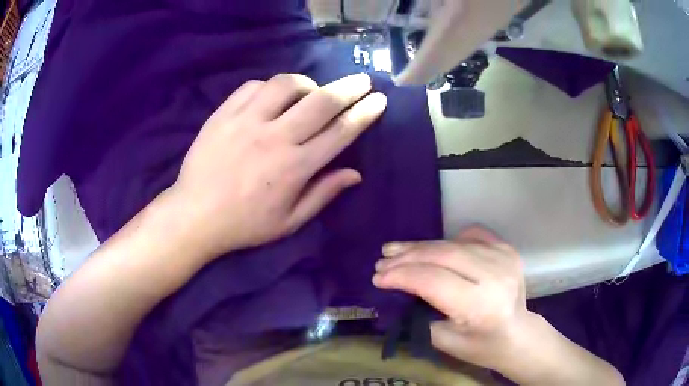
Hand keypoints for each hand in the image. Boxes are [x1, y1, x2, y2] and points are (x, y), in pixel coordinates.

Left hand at [170, 73, 386, 257]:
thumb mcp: (289, 221)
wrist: (195, 215)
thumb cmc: (244, 224)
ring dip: (307, 84)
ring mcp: (246, 121)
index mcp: (295, 167)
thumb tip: (355, 174)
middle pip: (322, 101)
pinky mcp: (224, 114)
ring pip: (286, 84)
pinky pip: (254, 86)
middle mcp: (275, 137)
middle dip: (350, 87)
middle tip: (363, 80)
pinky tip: (272, 98)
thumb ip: (323, 194)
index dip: (365, 113)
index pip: (341, 131)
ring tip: (310, 92)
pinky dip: (270, 87)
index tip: (379, 100)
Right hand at [373, 227, 531, 370]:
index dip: (402, 276)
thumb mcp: (444, 340)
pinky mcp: (506, 249)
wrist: (518, 334)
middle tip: (383, 261)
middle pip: (442, 255)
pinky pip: (470, 235)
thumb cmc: (481, 346)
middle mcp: (495, 276)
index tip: (378, 278)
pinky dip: (448, 241)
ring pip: (453, 243)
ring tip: (397, 250)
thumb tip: (399, 287)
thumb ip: (421, 312)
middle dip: (408, 257)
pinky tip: (434, 249)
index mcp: (481, 306)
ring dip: (422, 246)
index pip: (434, 281)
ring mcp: (504, 257)